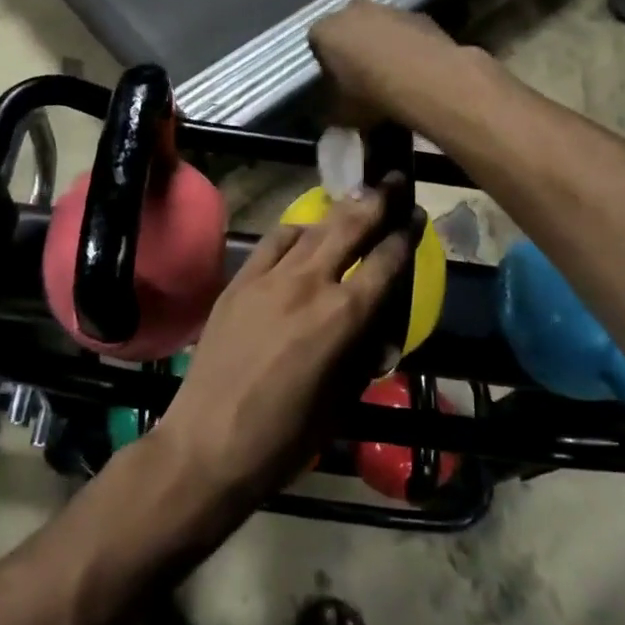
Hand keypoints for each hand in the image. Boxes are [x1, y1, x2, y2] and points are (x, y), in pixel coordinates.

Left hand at [151, 184, 416, 505]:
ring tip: (357, 197)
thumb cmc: (284, 439)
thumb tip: (376, 327)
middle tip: (395, 180)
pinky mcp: (239, 281)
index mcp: (342, 318)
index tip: (417, 216)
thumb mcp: (342, 401)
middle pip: (350, 227)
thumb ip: (363, 352)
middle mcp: (308, 285)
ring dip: (339, 211)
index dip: (405, 236)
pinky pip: (273, 241)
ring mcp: (268, 278)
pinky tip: (305, 233)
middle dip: (378, 201)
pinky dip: (296, 231)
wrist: (207, 443)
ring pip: (312, 228)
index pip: (385, 262)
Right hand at [308, 0, 465, 120]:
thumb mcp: (340, 114)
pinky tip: (416, 69)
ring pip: (379, 26)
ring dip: (382, 44)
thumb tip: (330, 116)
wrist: (426, 79)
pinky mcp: (419, 15)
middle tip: (364, 78)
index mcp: (325, 31)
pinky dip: (407, 45)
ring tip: (393, 76)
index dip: (326, 64)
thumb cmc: (370, 94)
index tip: (337, 84)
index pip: (316, 42)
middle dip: (353, 48)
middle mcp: (352, 10)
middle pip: (348, 28)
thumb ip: (331, 111)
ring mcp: (388, 8)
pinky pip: (406, 31)